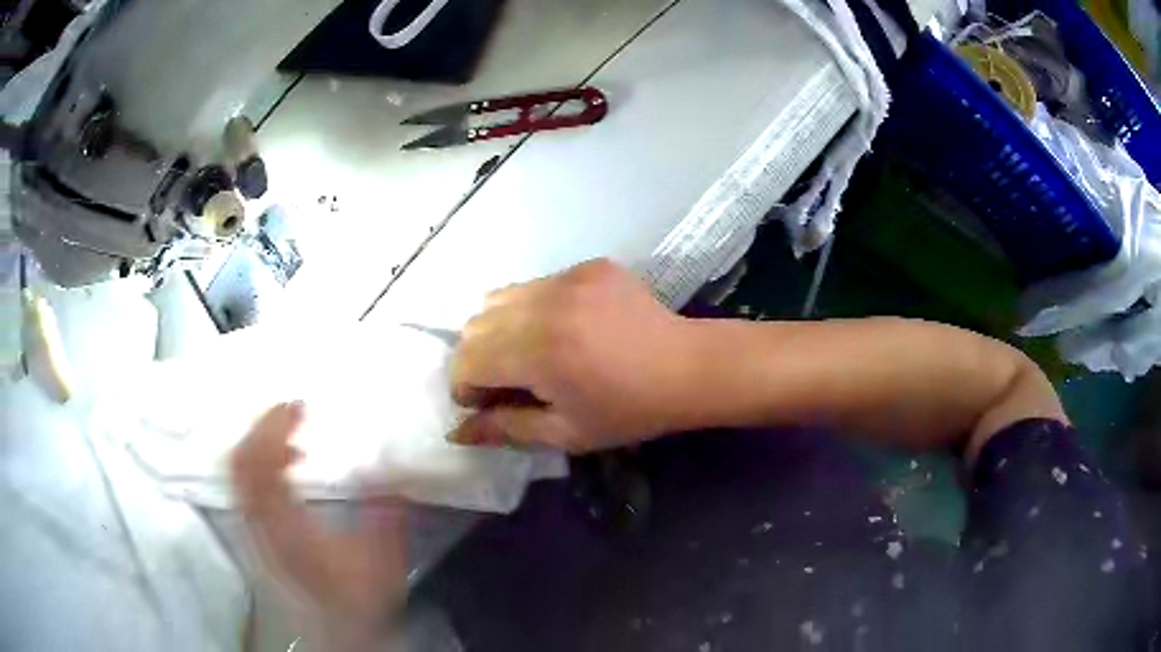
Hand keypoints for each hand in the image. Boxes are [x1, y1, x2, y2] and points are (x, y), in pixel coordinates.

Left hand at [230, 402, 407, 651]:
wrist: (340, 629)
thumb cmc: (360, 595)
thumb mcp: (382, 558)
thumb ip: (384, 512)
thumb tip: (384, 465)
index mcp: (286, 526)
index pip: (261, 465)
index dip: (273, 427)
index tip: (300, 405)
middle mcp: (261, 523)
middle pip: (241, 461)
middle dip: (262, 426)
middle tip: (291, 408)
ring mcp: (254, 528)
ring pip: (239, 471)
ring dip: (259, 441)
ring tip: (289, 430)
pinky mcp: (258, 532)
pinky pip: (245, 484)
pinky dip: (259, 461)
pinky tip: (285, 462)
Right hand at [450, 259, 702, 452]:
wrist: (687, 367)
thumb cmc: (629, 410)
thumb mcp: (566, 432)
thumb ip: (506, 428)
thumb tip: (456, 432)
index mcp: (537, 353)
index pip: (467, 359)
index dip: (466, 386)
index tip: (485, 402)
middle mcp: (544, 306)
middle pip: (475, 324)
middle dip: (478, 357)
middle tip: (507, 380)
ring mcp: (567, 278)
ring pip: (500, 296)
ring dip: (500, 328)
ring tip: (530, 352)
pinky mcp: (587, 266)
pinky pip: (537, 283)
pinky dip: (533, 308)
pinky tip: (565, 329)